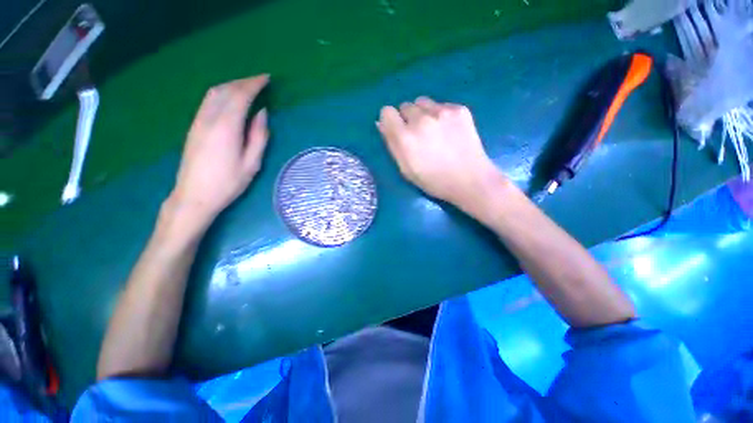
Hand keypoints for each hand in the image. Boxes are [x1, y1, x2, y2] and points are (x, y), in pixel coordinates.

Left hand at [168, 75, 270, 228]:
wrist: (194, 195)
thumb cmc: (228, 182)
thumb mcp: (252, 163)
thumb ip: (259, 136)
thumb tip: (262, 113)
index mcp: (227, 127)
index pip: (240, 96)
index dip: (254, 85)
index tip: (266, 79)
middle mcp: (210, 118)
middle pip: (226, 90)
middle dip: (244, 82)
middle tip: (260, 81)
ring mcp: (198, 121)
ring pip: (214, 93)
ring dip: (231, 85)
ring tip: (247, 87)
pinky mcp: (194, 126)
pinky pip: (208, 101)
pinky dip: (221, 93)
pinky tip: (229, 98)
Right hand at [377, 96, 504, 205]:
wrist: (470, 180)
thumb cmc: (434, 181)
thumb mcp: (406, 169)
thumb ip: (392, 145)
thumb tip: (381, 123)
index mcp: (405, 138)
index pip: (387, 112)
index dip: (390, 121)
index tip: (396, 130)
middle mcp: (421, 120)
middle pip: (405, 105)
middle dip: (407, 118)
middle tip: (418, 135)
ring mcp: (442, 112)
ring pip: (422, 102)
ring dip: (423, 113)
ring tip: (433, 130)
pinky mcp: (460, 109)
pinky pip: (441, 105)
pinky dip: (441, 114)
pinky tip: (449, 131)